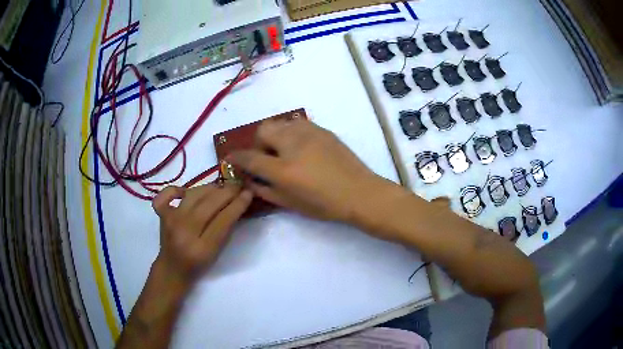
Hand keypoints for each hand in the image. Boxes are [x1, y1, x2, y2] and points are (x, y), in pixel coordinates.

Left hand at [151, 183, 252, 286]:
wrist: (173, 268)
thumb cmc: (198, 265)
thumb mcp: (217, 252)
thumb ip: (226, 229)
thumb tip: (237, 202)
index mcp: (202, 248)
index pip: (223, 220)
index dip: (238, 204)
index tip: (249, 192)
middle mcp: (184, 232)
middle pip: (209, 205)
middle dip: (228, 192)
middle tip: (239, 185)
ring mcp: (170, 221)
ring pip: (193, 194)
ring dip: (210, 188)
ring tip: (221, 187)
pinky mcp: (162, 214)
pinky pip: (167, 194)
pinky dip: (176, 188)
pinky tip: (186, 191)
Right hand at [227, 118, 387, 223]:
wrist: (360, 192)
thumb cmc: (324, 203)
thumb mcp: (290, 203)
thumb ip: (264, 190)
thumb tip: (249, 179)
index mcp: (283, 168)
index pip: (250, 156)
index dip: (236, 157)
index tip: (231, 158)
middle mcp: (293, 143)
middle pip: (263, 130)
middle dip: (258, 143)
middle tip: (266, 158)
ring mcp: (309, 132)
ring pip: (280, 123)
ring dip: (274, 136)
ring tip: (284, 152)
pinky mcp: (322, 130)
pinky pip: (297, 124)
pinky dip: (291, 133)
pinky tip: (301, 148)